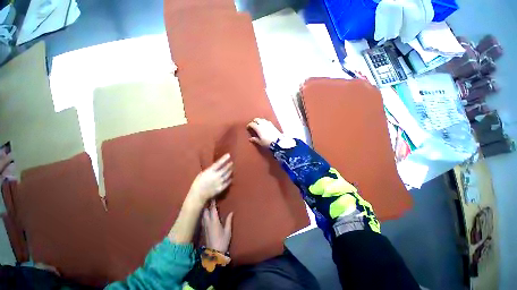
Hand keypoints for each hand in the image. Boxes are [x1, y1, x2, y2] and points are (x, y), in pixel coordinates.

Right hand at [187, 154, 232, 204]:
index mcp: (210, 171)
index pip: (219, 163)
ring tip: (232, 169)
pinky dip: (229, 179)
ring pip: (227, 175)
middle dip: (229, 165)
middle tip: (232, 162)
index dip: (224, 159)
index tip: (229, 155)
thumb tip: (216, 166)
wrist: (198, 195)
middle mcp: (216, 176)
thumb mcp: (202, 174)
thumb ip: (210, 170)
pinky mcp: (221, 188)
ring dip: (230, 171)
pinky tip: (231, 178)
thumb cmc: (198, 183)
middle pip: (225, 169)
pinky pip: (227, 183)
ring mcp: (219, 182)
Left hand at [203, 200, 232, 252]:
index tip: (212, 196)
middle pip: (205, 211)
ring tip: (206, 204)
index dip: (212, 203)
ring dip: (204, 209)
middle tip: (208, 198)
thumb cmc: (222, 241)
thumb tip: (231, 212)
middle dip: (206, 204)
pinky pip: (202, 219)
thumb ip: (229, 221)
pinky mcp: (204, 230)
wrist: (214, 253)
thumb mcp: (228, 231)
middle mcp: (208, 222)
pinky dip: (203, 214)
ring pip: (202, 215)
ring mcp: (205, 226)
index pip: (212, 210)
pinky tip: (205, 214)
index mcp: (214, 221)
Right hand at [247, 118, 282, 147]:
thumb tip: (250, 139)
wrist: (278, 142)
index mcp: (258, 128)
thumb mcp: (260, 142)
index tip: (248, 127)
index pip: (252, 124)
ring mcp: (268, 123)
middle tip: (252, 124)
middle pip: (257, 119)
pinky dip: (264, 121)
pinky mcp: (272, 124)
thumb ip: (255, 139)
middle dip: (254, 121)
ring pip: (262, 119)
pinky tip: (264, 124)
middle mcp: (262, 124)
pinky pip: (266, 121)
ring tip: (258, 124)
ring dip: (259, 120)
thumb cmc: (268, 142)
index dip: (249, 125)